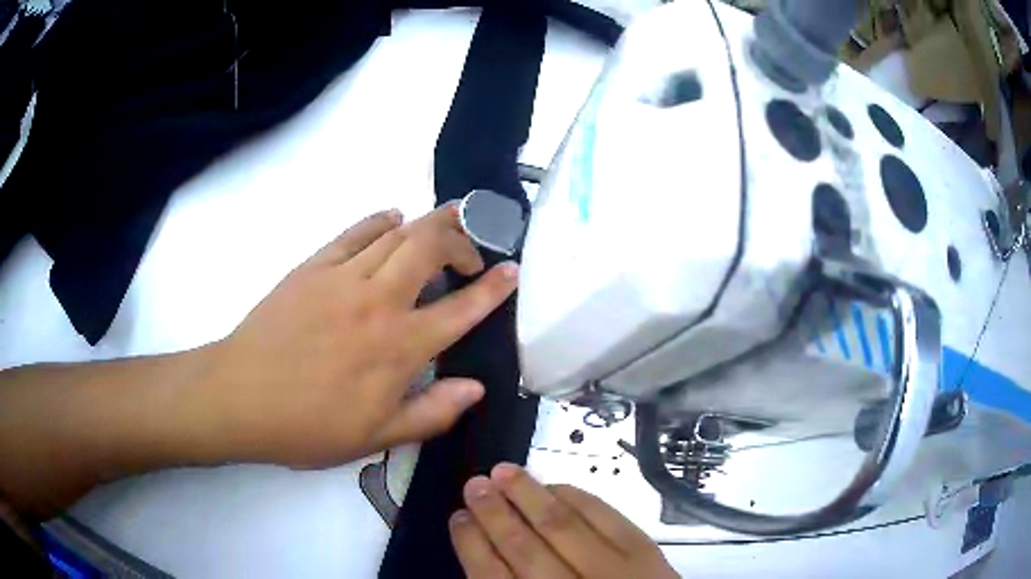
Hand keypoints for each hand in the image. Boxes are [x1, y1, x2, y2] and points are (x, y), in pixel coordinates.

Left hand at [198, 205, 517, 466]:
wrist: (240, 397)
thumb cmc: (307, 426)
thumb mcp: (375, 437)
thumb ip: (431, 412)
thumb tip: (476, 388)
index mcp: (398, 348)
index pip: (461, 309)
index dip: (493, 288)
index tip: (511, 270)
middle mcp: (378, 302)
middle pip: (431, 246)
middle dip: (461, 238)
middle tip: (469, 252)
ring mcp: (343, 277)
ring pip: (397, 232)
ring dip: (428, 223)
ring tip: (442, 228)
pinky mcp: (313, 266)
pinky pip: (356, 231)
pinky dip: (380, 220)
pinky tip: (392, 219)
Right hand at [450, 464, 678, 578]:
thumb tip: (485, 556)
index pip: (493, 578)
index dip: (471, 545)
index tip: (458, 518)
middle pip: (524, 549)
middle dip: (494, 514)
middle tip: (474, 484)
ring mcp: (613, 571)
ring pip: (562, 527)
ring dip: (529, 496)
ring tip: (504, 472)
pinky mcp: (645, 554)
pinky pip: (607, 518)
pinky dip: (579, 498)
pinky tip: (557, 486)